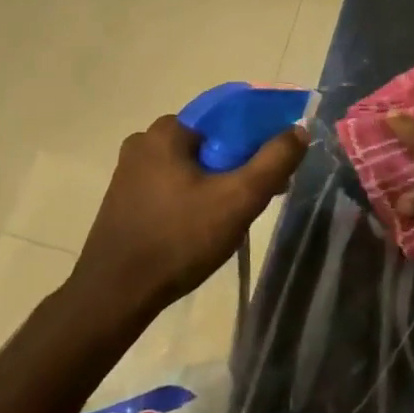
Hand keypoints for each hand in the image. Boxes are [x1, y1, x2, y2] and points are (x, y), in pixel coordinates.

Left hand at [66, 114, 308, 317]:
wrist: (114, 296)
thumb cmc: (179, 240)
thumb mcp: (238, 199)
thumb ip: (274, 161)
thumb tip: (299, 129)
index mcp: (167, 131)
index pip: (227, 116)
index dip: (259, 135)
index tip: (277, 164)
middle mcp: (144, 142)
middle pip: (210, 142)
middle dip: (240, 163)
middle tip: (262, 194)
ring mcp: (129, 172)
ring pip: (192, 165)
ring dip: (219, 182)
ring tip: (236, 214)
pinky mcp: (124, 200)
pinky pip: (173, 184)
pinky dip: (195, 195)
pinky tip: (206, 224)